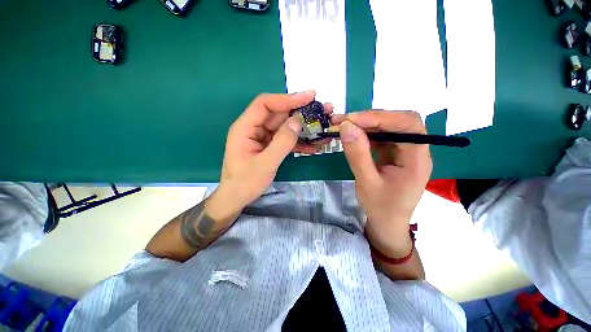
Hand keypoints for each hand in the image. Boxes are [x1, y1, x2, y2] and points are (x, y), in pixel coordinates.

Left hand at [208, 91, 333, 218]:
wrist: (236, 198)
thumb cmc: (245, 183)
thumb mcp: (265, 164)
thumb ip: (282, 143)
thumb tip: (297, 122)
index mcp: (245, 128)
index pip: (265, 104)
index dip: (287, 99)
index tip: (309, 97)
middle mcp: (253, 128)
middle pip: (278, 114)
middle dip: (300, 113)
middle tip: (323, 111)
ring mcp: (262, 138)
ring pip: (284, 127)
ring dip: (302, 128)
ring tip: (322, 128)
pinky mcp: (268, 146)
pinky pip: (284, 139)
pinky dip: (298, 142)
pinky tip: (313, 146)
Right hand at [332, 111, 431, 257]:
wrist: (387, 222)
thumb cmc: (380, 207)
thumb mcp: (366, 183)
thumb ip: (357, 155)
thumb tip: (346, 127)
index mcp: (417, 159)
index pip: (407, 125)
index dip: (380, 117)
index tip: (352, 120)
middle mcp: (415, 150)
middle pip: (398, 122)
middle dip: (370, 118)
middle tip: (343, 120)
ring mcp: (403, 151)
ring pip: (387, 127)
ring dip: (364, 124)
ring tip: (342, 125)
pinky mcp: (392, 153)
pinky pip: (380, 137)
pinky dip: (364, 133)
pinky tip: (351, 135)